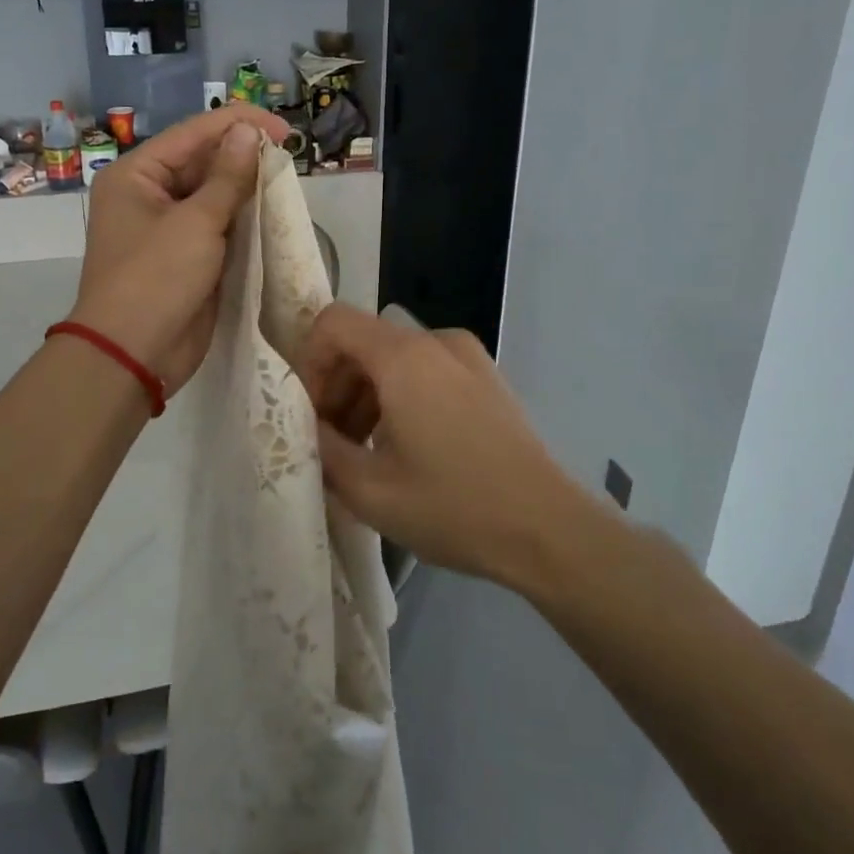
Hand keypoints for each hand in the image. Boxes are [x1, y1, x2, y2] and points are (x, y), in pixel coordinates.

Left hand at [68, 104, 287, 393]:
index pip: (192, 134)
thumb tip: (248, 133)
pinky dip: (244, 221)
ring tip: (286, 181)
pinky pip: (219, 228)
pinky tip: (274, 213)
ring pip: (214, 196)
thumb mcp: (195, 223)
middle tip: (289, 157)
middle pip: (202, 162)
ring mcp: (168, 229)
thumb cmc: (156, 279)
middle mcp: (149, 195)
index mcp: (137, 175)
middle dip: (244, 158)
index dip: (239, 124)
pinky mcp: (188, 258)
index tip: (284, 129)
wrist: (134, 355)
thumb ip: (227, 177)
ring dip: (247, 190)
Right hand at [291, 303, 611, 588]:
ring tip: (364, 452)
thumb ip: (321, 447)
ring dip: (367, 394)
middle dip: (336, 385)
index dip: (309, 361)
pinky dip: (401, 396)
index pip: (333, 322)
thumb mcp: (368, 490)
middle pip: (363, 341)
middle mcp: (436, 341)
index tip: (310, 412)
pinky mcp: (487, 378)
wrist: (548, 531)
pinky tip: (405, 448)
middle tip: (330, 441)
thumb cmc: (453, 508)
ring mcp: (468, 357)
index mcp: (403, 356)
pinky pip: (426, 371)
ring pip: (394, 358)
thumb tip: (305, 423)